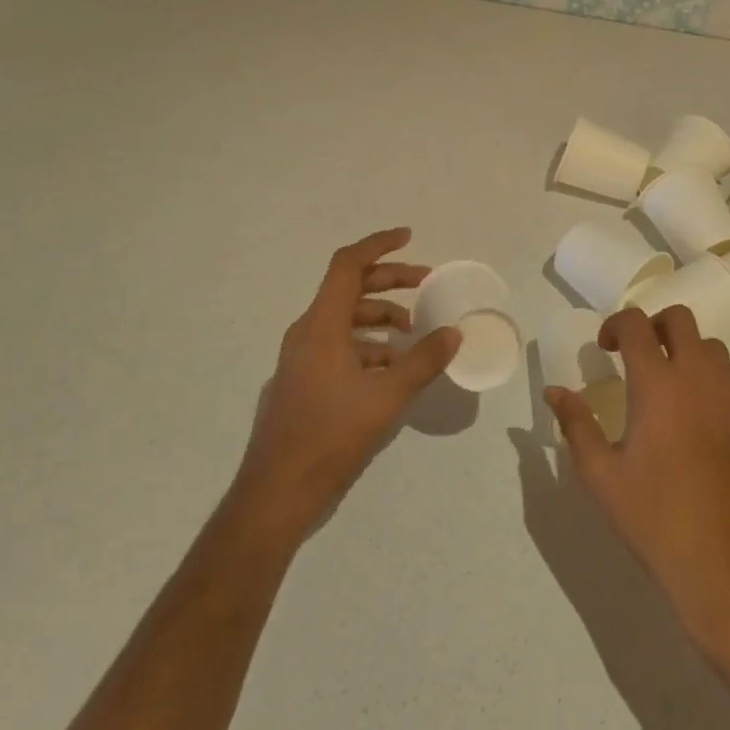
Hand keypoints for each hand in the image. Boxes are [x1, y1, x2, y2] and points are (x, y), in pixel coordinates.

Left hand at [231, 228, 458, 546]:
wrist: (276, 492)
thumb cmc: (330, 436)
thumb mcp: (386, 397)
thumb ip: (422, 360)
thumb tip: (453, 332)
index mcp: (321, 325)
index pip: (348, 265)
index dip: (378, 245)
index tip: (409, 237)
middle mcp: (307, 332)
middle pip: (349, 289)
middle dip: (389, 281)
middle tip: (425, 283)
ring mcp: (302, 357)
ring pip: (345, 320)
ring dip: (380, 317)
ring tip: (414, 332)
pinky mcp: (303, 380)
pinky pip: (339, 346)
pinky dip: (368, 345)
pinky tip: (392, 369)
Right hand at [544, 307, 729, 680]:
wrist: (723, 566)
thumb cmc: (652, 516)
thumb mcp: (599, 474)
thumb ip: (575, 424)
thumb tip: (554, 391)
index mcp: (657, 384)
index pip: (636, 323)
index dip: (616, 324)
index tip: (605, 347)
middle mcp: (698, 380)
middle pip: (681, 319)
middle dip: (655, 324)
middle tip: (638, 353)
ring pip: (713, 350)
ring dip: (687, 353)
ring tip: (670, 386)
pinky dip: (711, 391)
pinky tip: (698, 429)